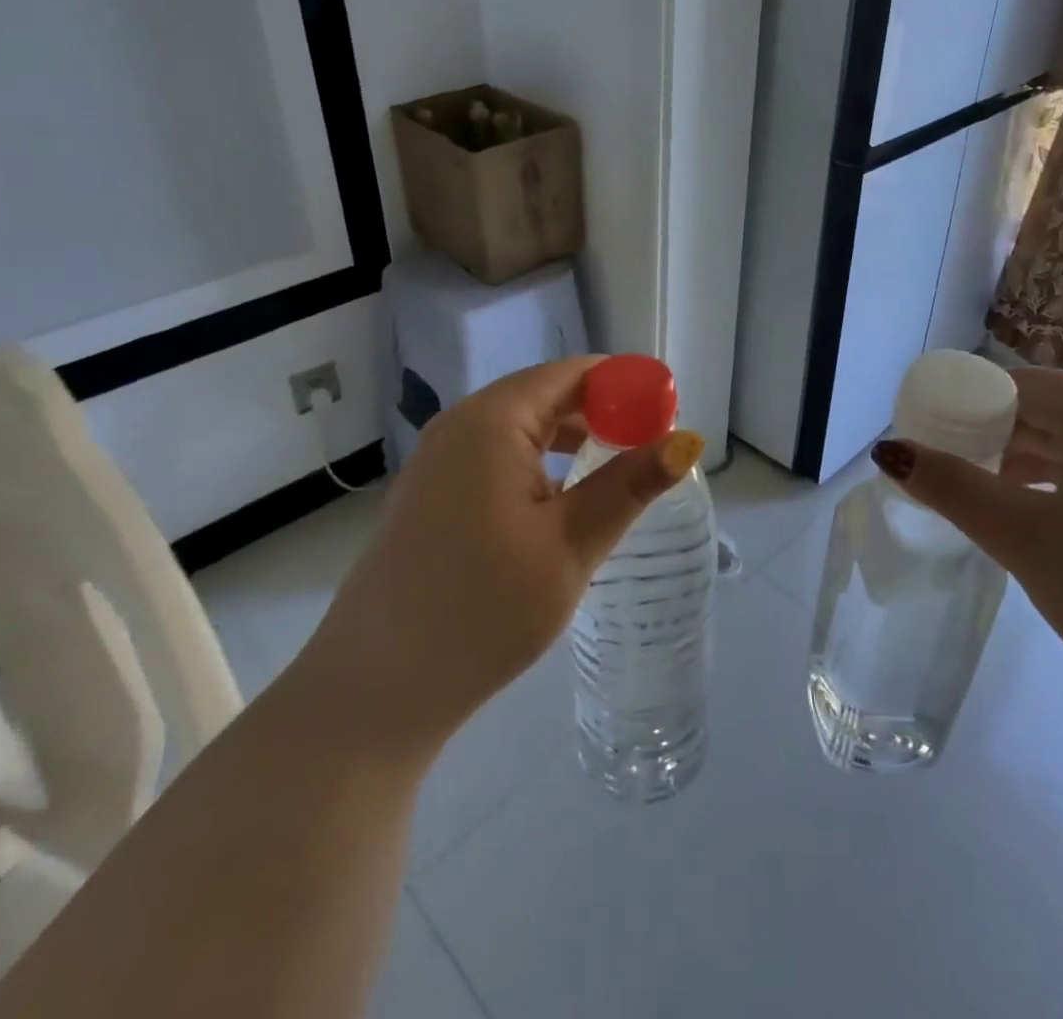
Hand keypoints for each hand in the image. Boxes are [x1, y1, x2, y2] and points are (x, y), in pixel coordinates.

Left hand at [294, 357, 704, 760]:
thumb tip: (687, 441)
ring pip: (522, 426)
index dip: (625, 384)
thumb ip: (629, 485)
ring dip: (572, 438)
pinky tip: (563, 497)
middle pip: (547, 394)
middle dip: (603, 412)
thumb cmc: (482, 608)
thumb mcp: (571, 544)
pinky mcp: (433, 492)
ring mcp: (440, 458)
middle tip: (651, 446)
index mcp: (493, 420)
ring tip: (618, 468)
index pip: (573, 374)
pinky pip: (497, 454)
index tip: (668, 412)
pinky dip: (540, 461)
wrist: (376, 688)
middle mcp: (461, 424)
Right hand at [874, 368, 1062, 745]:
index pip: (1026, 385)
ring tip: (968, 489)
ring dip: (1018, 465)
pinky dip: (1052, 491)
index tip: (922, 425)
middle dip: (989, 435)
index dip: (968, 399)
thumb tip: (890, 452)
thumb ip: (953, 488)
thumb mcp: (1025, 538)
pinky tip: (1023, 518)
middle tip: (936, 461)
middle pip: (1050, 415)